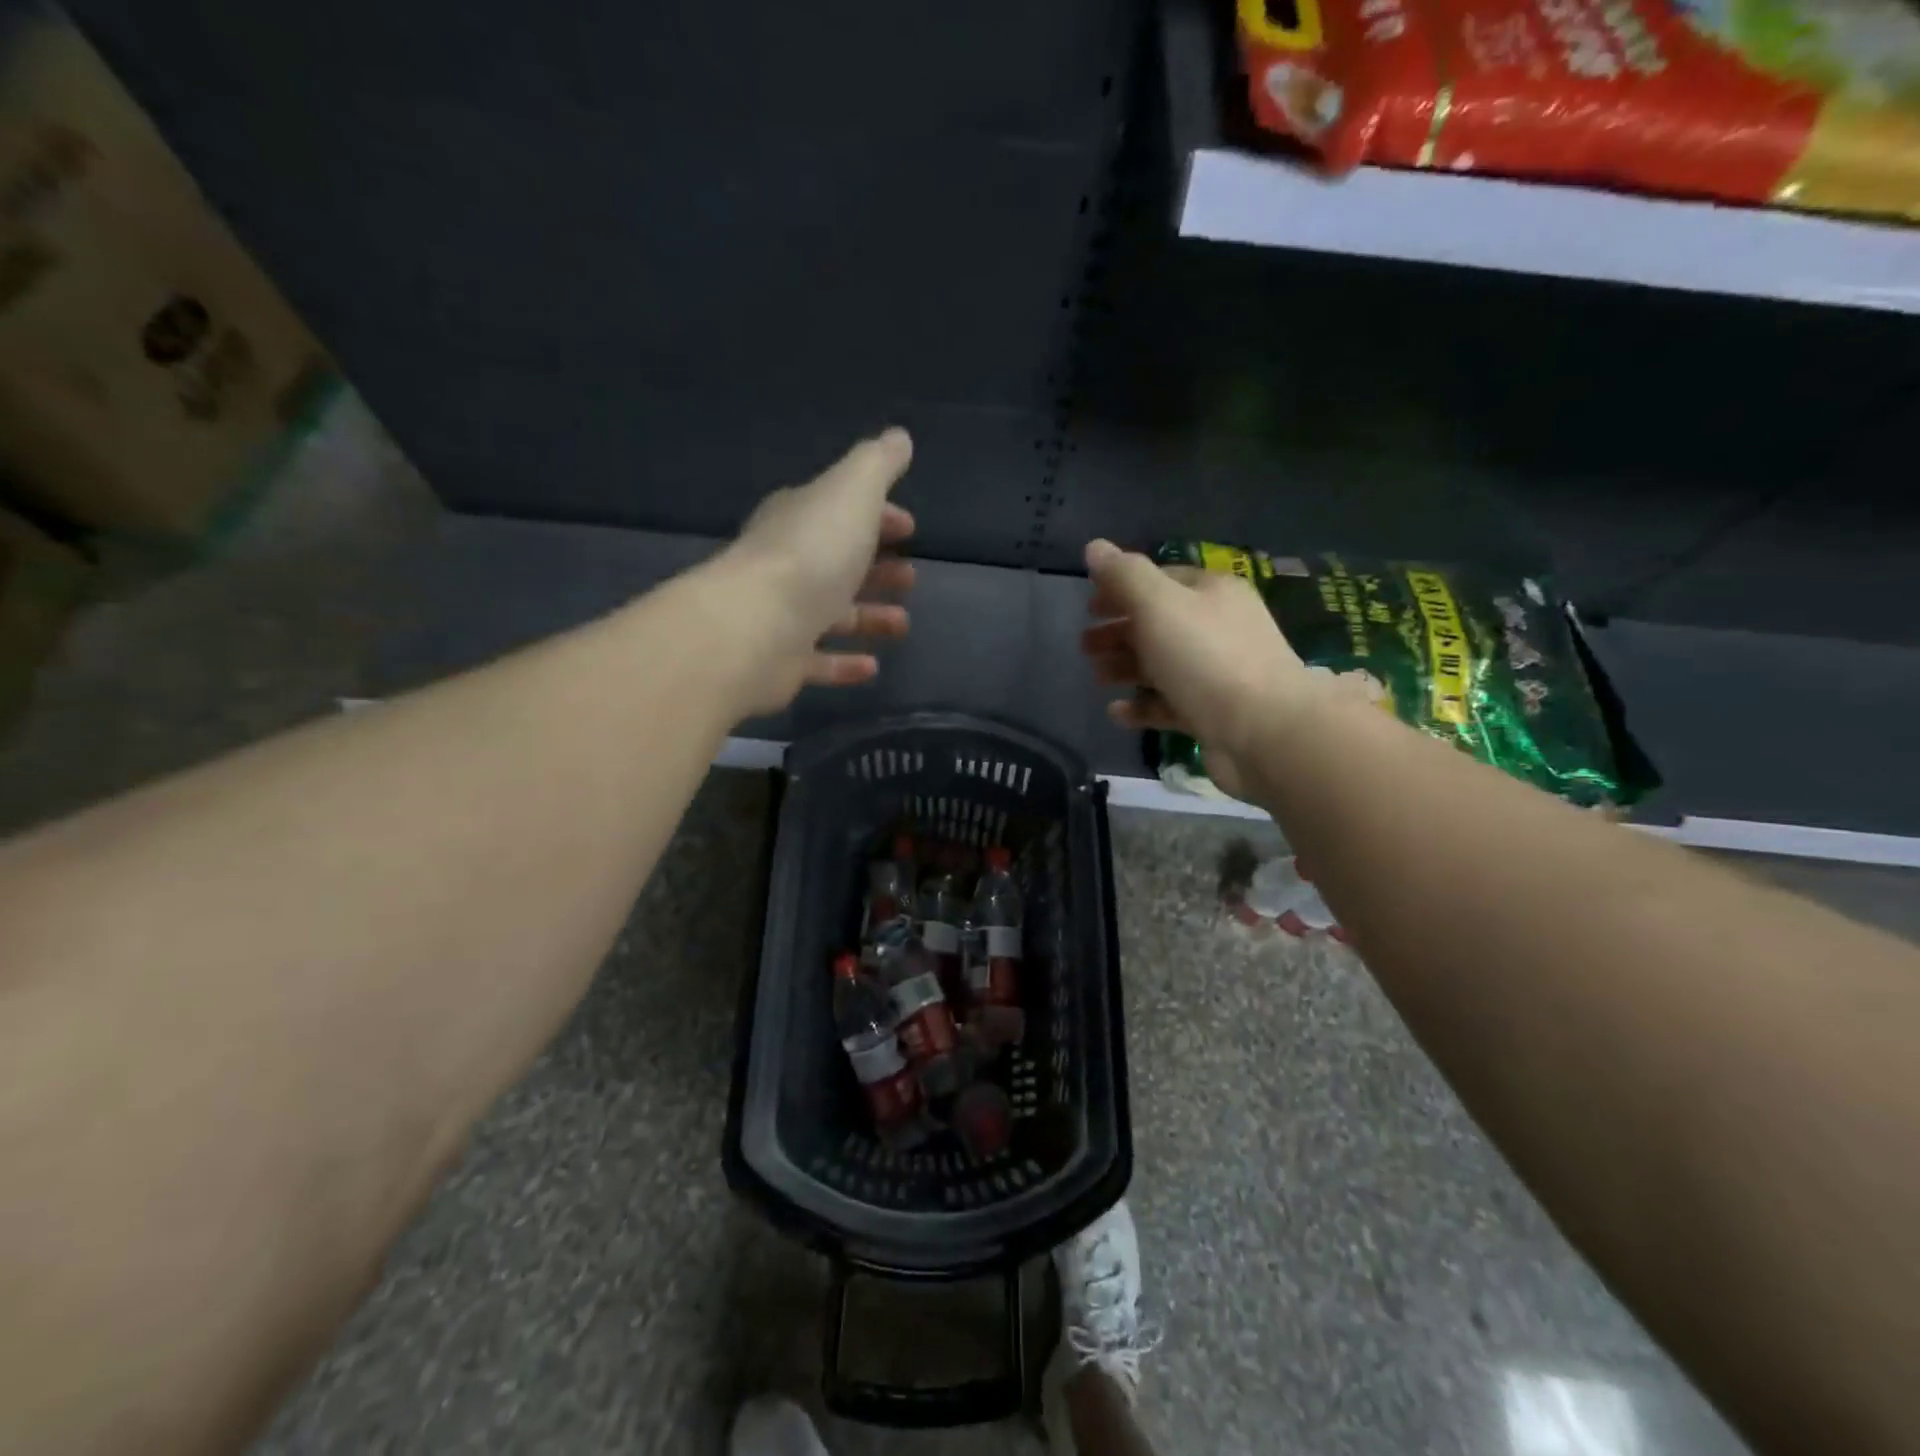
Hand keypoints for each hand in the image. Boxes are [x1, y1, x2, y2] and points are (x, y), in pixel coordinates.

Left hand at [717, 429, 916, 713]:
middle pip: (837, 563)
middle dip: (876, 568)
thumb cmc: (811, 553)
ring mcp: (782, 615)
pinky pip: (819, 662)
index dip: (878, 516)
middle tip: (910, 577)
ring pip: (832, 615)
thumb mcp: (852, 492)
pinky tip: (873, 666)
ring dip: (869, 616)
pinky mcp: (781, 662)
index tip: (909, 528)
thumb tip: (900, 437)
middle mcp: (787, 564)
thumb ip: (877, 464)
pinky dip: (845, 663)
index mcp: (800, 519)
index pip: (840, 511)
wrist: (755, 626)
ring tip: (902, 623)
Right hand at [1080, 539, 1309, 798]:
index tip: (1088, 607)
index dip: (1121, 589)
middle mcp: (1218, 627)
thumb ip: (1124, 576)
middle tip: (1084, 646)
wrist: (1265, 731)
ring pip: (1162, 664)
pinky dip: (1142, 706)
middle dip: (1119, 631)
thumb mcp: (1158, 606)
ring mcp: (1217, 672)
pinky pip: (1170, 703)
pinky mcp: (1214, 713)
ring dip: (1126, 667)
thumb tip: (1094, 547)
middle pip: (1158, 623)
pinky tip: (1116, 713)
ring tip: (1097, 677)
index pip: (1160, 579)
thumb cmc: (1206, 658)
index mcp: (1211, 592)